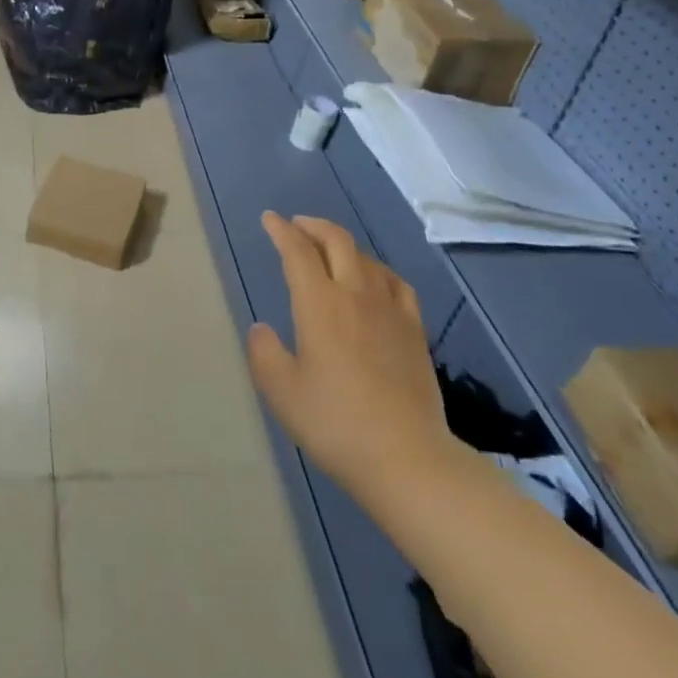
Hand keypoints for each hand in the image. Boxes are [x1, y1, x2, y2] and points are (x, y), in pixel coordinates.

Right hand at [246, 213, 453, 507]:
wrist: (407, 457)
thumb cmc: (336, 423)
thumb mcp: (282, 392)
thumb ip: (264, 353)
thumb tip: (262, 329)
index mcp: (319, 304)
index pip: (298, 252)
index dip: (281, 231)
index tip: (270, 219)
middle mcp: (355, 294)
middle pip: (336, 241)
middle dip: (313, 226)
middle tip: (296, 225)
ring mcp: (390, 310)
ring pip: (366, 258)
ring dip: (343, 244)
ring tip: (330, 250)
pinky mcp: (415, 330)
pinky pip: (396, 283)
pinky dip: (378, 270)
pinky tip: (375, 280)